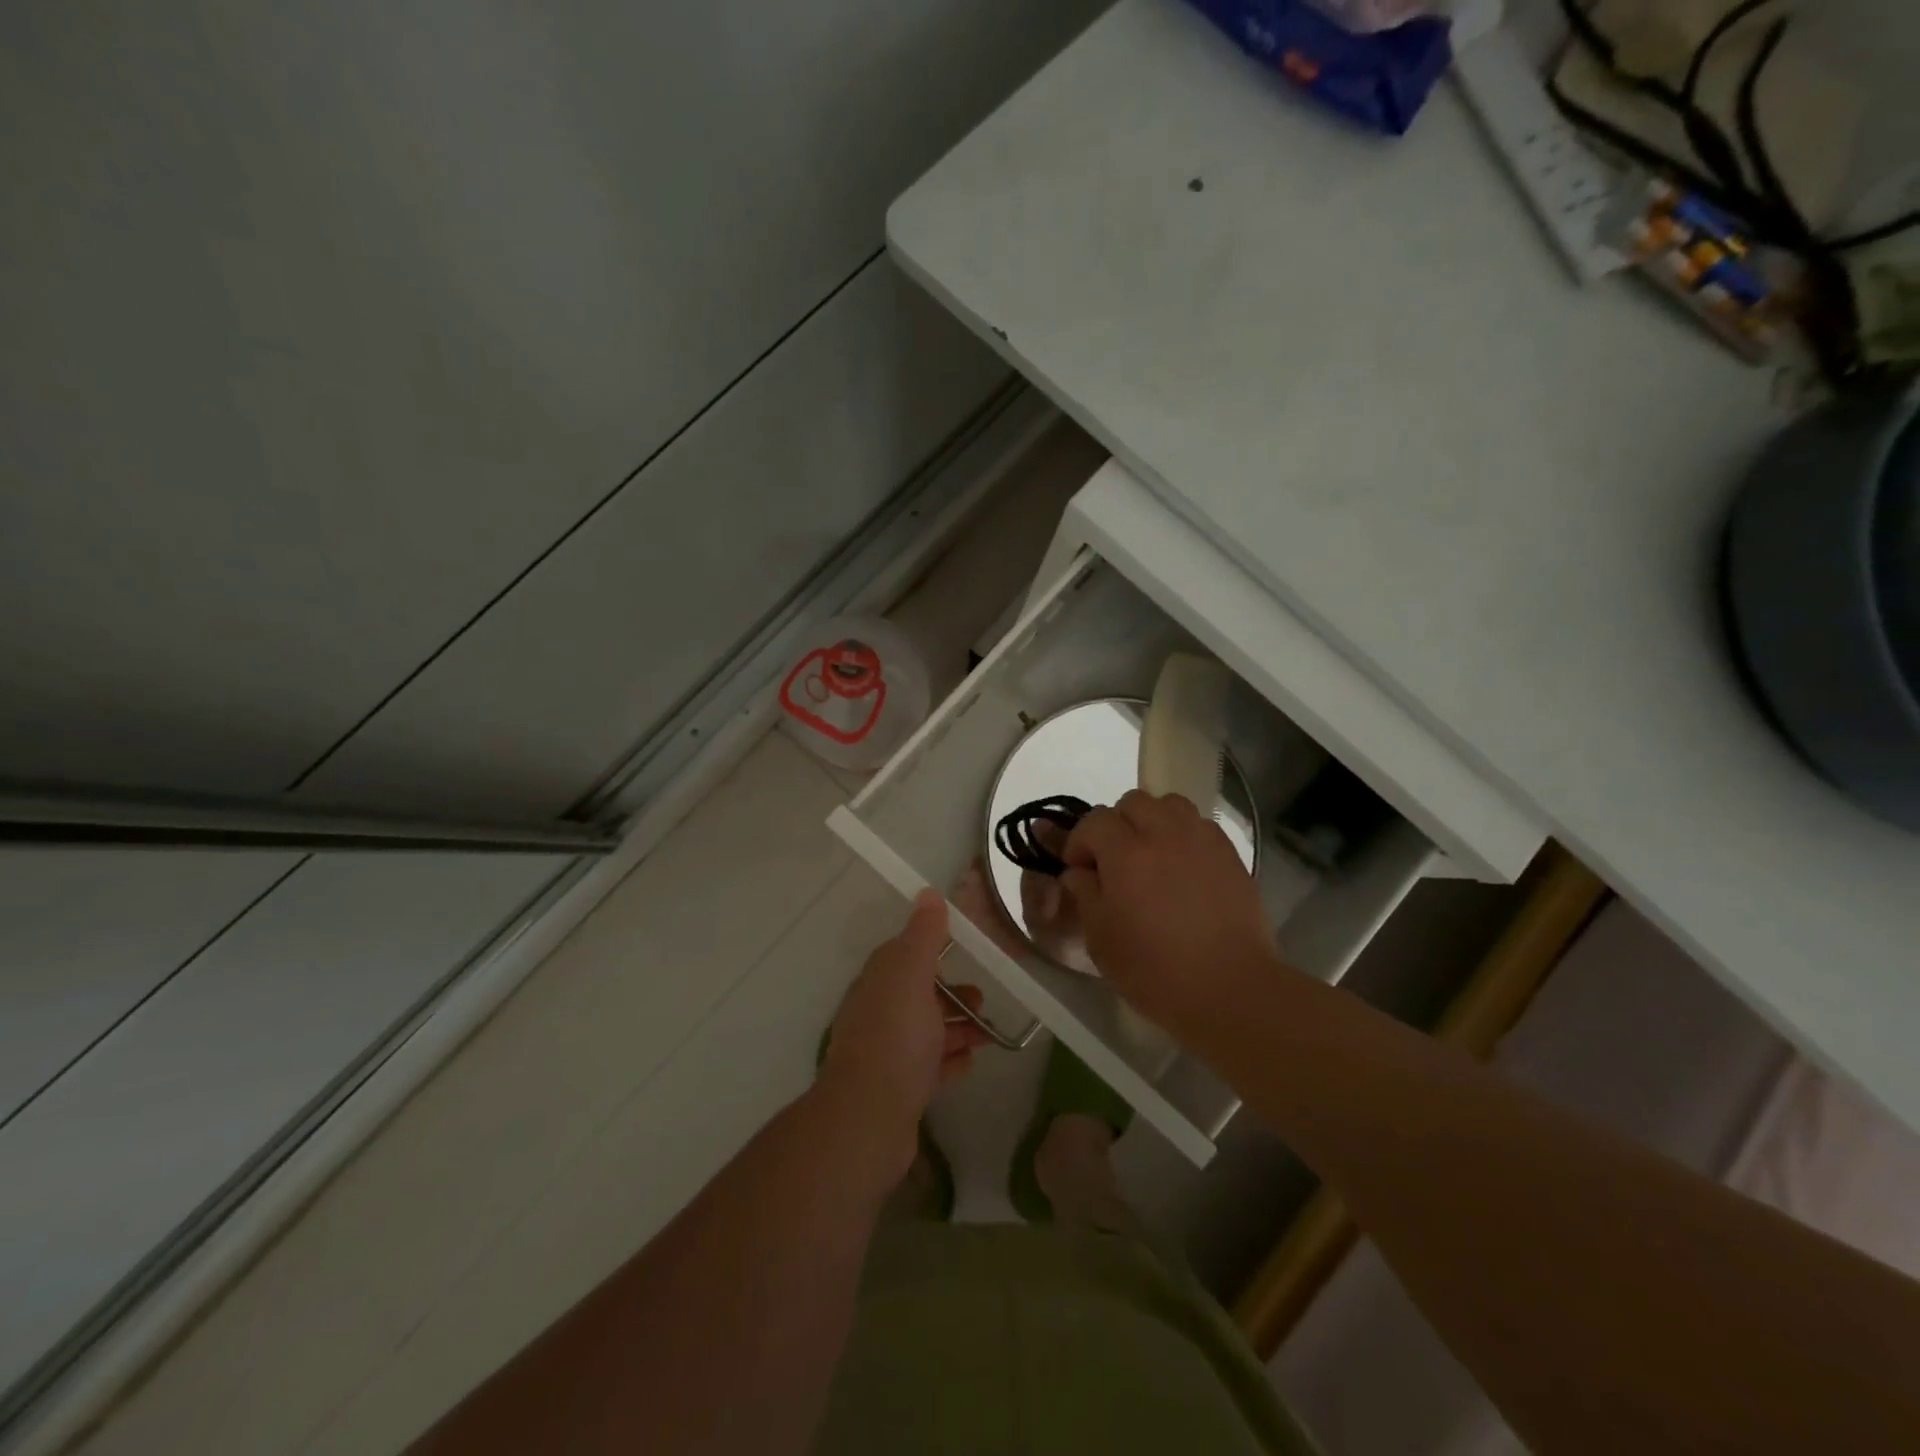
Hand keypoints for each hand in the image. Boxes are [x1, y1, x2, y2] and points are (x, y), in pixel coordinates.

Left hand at [818, 890, 988, 1181]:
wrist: (869, 1117)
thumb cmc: (895, 1036)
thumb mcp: (911, 974)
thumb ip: (923, 935)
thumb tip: (927, 893)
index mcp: (879, 982)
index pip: (903, 955)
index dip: (932, 950)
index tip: (964, 950)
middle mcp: (878, 1013)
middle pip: (918, 995)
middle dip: (951, 994)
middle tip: (983, 999)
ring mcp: (887, 1054)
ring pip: (927, 1032)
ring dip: (957, 1028)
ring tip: (989, 1032)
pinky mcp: (899, 1089)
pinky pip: (930, 1068)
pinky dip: (950, 1060)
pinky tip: (971, 1061)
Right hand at [1061, 790, 1280, 1038]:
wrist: (1231, 989)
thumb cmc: (1155, 970)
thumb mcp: (1100, 938)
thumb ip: (1085, 894)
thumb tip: (1079, 872)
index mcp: (1126, 852)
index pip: (1093, 821)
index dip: (1079, 842)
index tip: (1078, 869)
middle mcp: (1164, 833)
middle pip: (1132, 802)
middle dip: (1115, 825)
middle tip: (1114, 860)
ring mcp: (1202, 840)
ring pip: (1169, 804)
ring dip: (1152, 821)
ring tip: (1151, 855)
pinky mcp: (1229, 853)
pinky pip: (1199, 824)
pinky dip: (1183, 834)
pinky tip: (1182, 867)